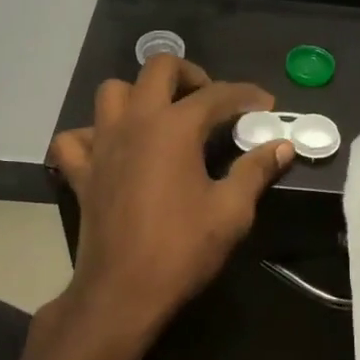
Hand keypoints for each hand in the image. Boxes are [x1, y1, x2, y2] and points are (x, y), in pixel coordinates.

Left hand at [49, 55, 292, 359]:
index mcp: (174, 127)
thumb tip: (282, 147)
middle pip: (158, 68)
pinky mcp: (82, 171)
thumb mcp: (231, 211)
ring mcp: (102, 144)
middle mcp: (135, 122)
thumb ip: (256, 171)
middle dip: (191, 75)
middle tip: (211, 102)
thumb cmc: (183, 249)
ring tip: (163, 118)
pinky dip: (93, 135)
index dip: (247, 95)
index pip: (217, 94)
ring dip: (140, 95)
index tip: (266, 106)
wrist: (123, 291)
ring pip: (113, 92)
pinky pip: (76, 138)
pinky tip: (113, 149)